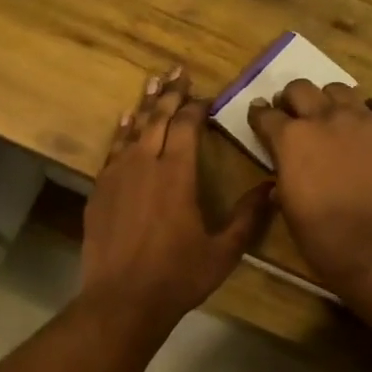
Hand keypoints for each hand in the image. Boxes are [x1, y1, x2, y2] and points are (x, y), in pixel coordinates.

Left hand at [81, 67, 272, 336]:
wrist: (122, 300)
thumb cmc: (177, 276)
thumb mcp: (223, 251)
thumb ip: (247, 217)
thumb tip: (272, 188)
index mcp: (177, 174)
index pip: (187, 126)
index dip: (197, 107)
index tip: (206, 96)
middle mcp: (145, 164)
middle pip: (158, 118)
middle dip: (171, 93)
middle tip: (179, 70)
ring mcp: (117, 175)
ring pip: (132, 129)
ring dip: (145, 104)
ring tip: (154, 81)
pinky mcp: (99, 190)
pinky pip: (112, 150)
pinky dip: (122, 132)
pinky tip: (125, 122)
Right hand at [247, 80, 371, 293]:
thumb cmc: (323, 237)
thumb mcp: (288, 208)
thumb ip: (283, 178)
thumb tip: (282, 174)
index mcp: (290, 139)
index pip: (265, 114)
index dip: (260, 117)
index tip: (260, 120)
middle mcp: (324, 118)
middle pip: (300, 88)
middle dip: (291, 100)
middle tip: (294, 118)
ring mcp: (363, 120)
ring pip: (339, 89)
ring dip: (329, 101)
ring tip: (332, 120)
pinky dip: (369, 111)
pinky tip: (367, 127)